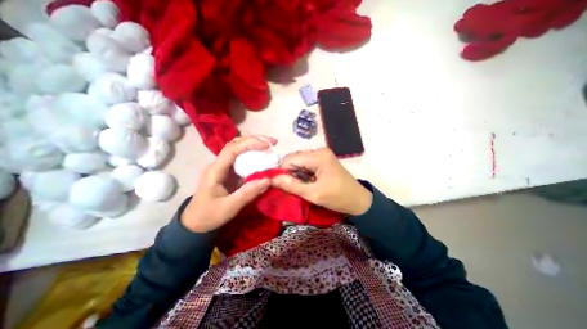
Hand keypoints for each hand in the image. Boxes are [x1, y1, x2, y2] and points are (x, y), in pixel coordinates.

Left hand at [182, 136, 274, 233]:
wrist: (195, 223)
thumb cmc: (209, 215)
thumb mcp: (229, 208)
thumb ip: (248, 193)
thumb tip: (268, 180)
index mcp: (215, 170)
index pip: (232, 149)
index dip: (250, 143)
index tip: (267, 145)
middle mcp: (219, 164)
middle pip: (236, 144)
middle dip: (254, 140)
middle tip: (272, 143)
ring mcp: (224, 167)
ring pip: (239, 149)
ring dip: (255, 146)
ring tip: (270, 148)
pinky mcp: (230, 172)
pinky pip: (242, 159)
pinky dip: (254, 156)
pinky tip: (263, 159)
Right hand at [271, 148, 369, 215]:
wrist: (359, 201)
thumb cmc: (338, 198)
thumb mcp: (314, 194)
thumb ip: (292, 186)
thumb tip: (272, 179)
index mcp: (318, 156)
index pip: (290, 159)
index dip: (282, 172)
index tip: (281, 185)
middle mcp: (319, 151)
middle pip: (294, 159)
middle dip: (290, 173)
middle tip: (293, 188)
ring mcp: (322, 154)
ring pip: (299, 162)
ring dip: (296, 174)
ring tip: (302, 186)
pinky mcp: (323, 160)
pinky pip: (306, 164)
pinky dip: (303, 173)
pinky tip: (307, 182)